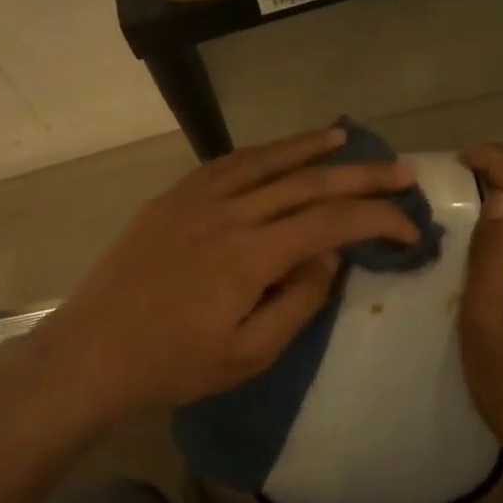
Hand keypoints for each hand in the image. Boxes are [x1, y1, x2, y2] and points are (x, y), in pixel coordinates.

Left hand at [28, 126, 419, 423]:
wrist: (91, 353)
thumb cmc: (173, 365)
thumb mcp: (248, 354)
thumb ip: (299, 301)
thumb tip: (331, 255)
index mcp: (251, 254)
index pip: (332, 223)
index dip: (378, 220)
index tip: (410, 228)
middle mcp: (228, 213)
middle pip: (308, 182)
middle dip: (362, 175)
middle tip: (402, 170)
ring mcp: (195, 200)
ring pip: (266, 161)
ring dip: (310, 148)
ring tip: (345, 137)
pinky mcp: (171, 199)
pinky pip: (225, 164)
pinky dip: (260, 154)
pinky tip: (276, 153)